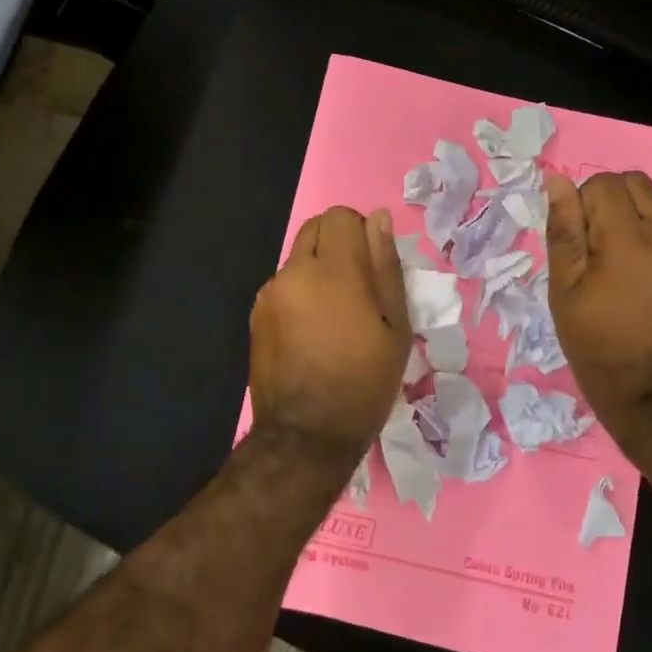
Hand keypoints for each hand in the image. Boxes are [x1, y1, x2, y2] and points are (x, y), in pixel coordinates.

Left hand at [250, 206, 410, 463]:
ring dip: (317, 270)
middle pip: (315, 229)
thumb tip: (377, 219)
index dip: (360, 232)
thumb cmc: (364, 382)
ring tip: (334, 317)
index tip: (372, 266)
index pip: (340, 216)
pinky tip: (311, 333)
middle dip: (337, 244)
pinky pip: (283, 285)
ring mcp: (270, 293)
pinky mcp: (257, 314)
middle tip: (357, 288)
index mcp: (333, 270)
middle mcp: (294, 272)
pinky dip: (300, 293)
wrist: (306, 435)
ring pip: (298, 258)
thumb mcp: (395, 327)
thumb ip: (385, 266)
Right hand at [544, 171, 651, 445]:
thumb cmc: (596, 346)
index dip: (581, 202)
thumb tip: (557, 183)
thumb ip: (564, 232)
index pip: (604, 183)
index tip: (574, 239)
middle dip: (607, 200)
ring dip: (627, 220)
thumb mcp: (564, 291)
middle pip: (635, 183)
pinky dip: (644, 241)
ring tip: (611, 265)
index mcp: (627, 242)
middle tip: (590, 242)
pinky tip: (633, 281)